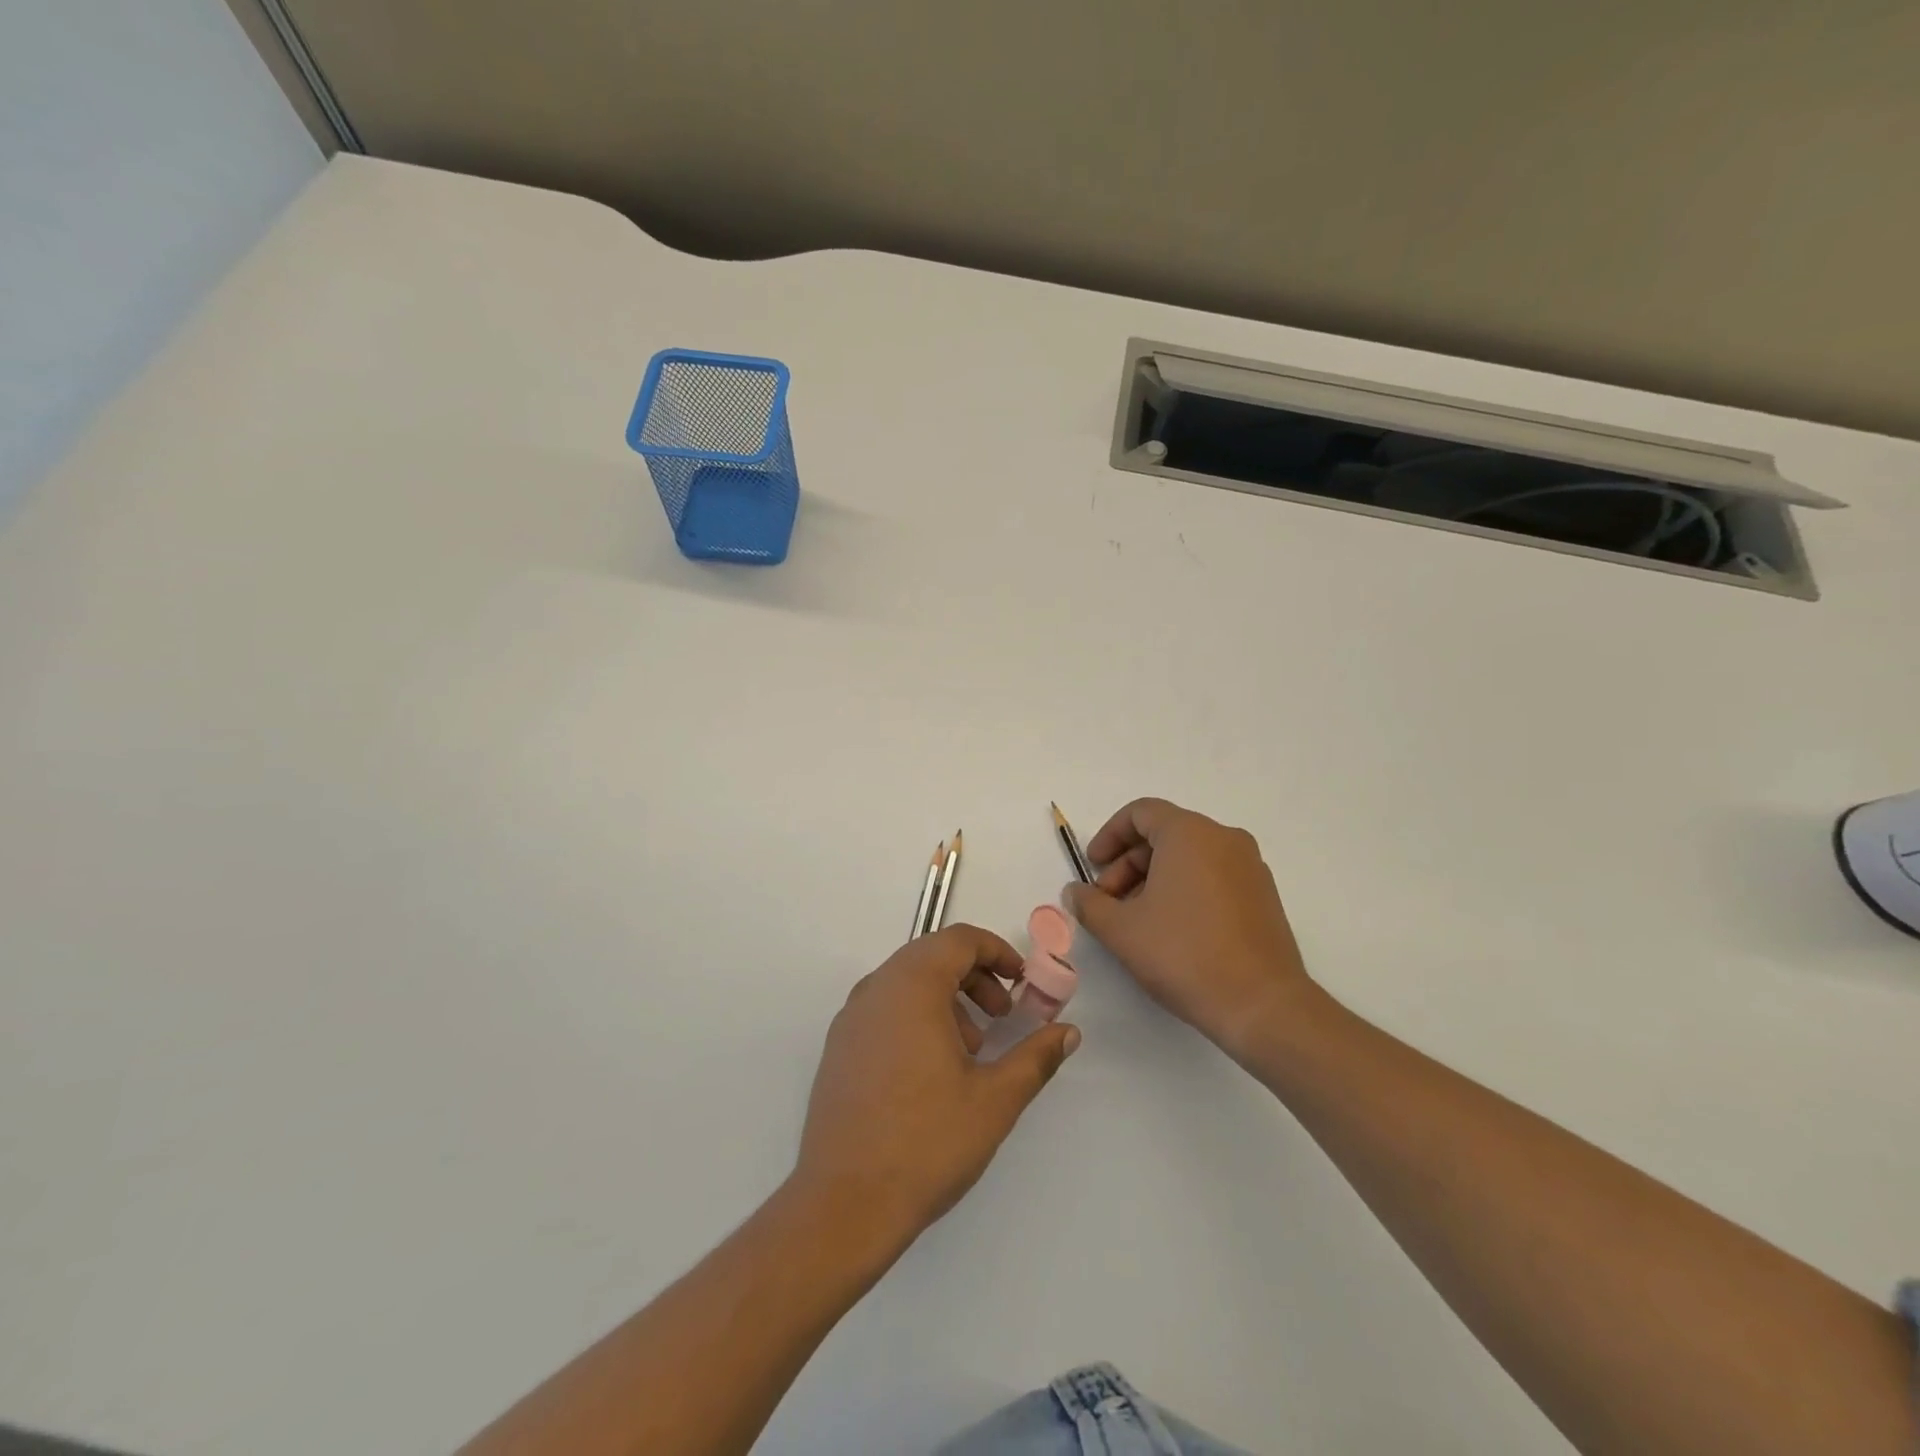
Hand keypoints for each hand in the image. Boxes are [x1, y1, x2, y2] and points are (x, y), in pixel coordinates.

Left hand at [794, 925, 1079, 1247]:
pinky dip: (916, 1016)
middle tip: (1003, 1014)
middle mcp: (876, 989)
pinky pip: (885, 1008)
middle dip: (975, 976)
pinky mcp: (839, 1048)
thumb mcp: (995, 1099)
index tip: (1022, 982)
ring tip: (971, 1049)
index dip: (996, 951)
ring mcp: (851, 1018)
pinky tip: (933, 1069)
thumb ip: (1036, 1057)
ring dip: (947, 997)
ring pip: (906, 982)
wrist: (843, 1204)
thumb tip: (1067, 1032)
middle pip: (931, 956)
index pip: (958, 939)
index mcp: (912, 986)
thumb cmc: (927, 1142)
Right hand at [1063, 797, 1314, 1059]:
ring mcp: (1249, 866)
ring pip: (1189, 857)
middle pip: (1164, 835)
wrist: (1262, 1005)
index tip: (1092, 867)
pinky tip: (1171, 930)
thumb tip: (1075, 892)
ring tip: (1136, 920)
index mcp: (1190, 833)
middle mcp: (1224, 838)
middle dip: (1128, 864)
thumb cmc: (1184, 954)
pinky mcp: (1263, 895)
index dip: (1109, 835)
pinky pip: (1213, 875)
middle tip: (1108, 902)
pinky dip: (1184, 889)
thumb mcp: (1121, 930)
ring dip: (1153, 879)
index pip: (1141, 812)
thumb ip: (1090, 904)